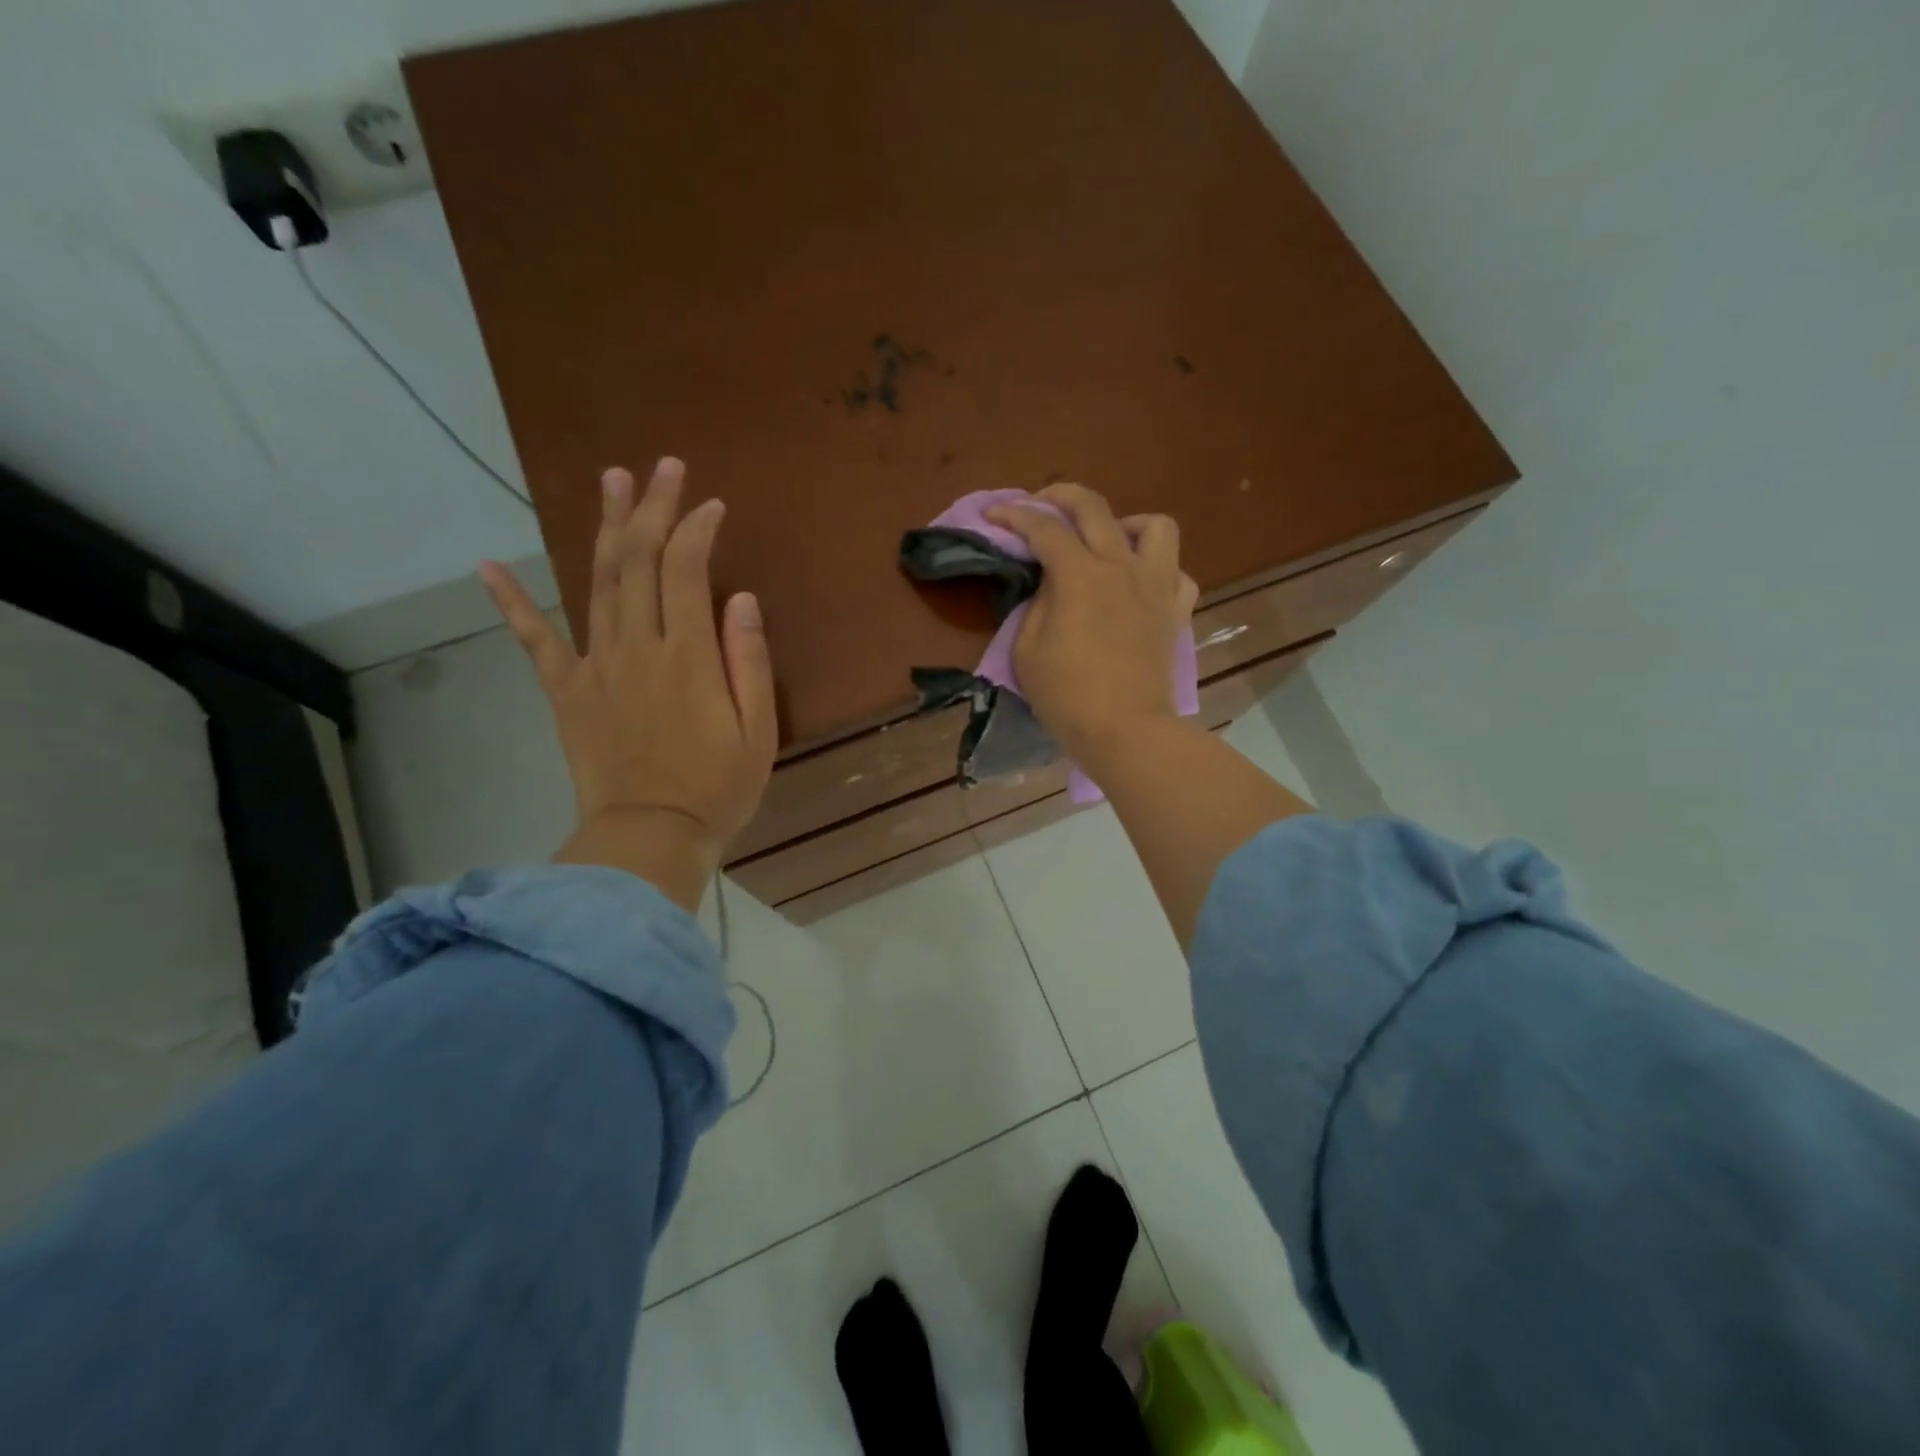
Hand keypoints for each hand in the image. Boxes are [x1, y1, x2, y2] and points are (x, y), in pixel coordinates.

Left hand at [479, 457, 776, 911]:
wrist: (649, 837)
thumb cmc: (717, 788)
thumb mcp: (758, 731)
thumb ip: (748, 662)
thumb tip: (742, 599)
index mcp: (689, 656)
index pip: (689, 571)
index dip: (698, 530)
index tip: (712, 506)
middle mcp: (638, 647)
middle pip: (640, 561)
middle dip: (653, 508)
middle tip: (664, 468)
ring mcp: (596, 666)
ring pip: (598, 582)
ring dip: (606, 527)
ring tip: (612, 481)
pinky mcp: (567, 692)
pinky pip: (536, 641)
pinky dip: (512, 603)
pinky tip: (488, 567)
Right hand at [985, 483, 1196, 773]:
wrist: (1126, 731)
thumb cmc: (1067, 696)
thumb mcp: (1028, 651)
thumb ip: (1037, 605)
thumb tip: (1051, 585)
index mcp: (1080, 575)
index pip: (1044, 529)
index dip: (1014, 516)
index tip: (994, 516)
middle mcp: (1122, 567)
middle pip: (1095, 507)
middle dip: (1061, 495)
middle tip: (1040, 505)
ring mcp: (1156, 586)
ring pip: (1155, 526)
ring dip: (1126, 523)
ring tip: (1108, 541)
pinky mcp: (1176, 611)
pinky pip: (1177, 573)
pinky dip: (1158, 569)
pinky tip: (1139, 584)